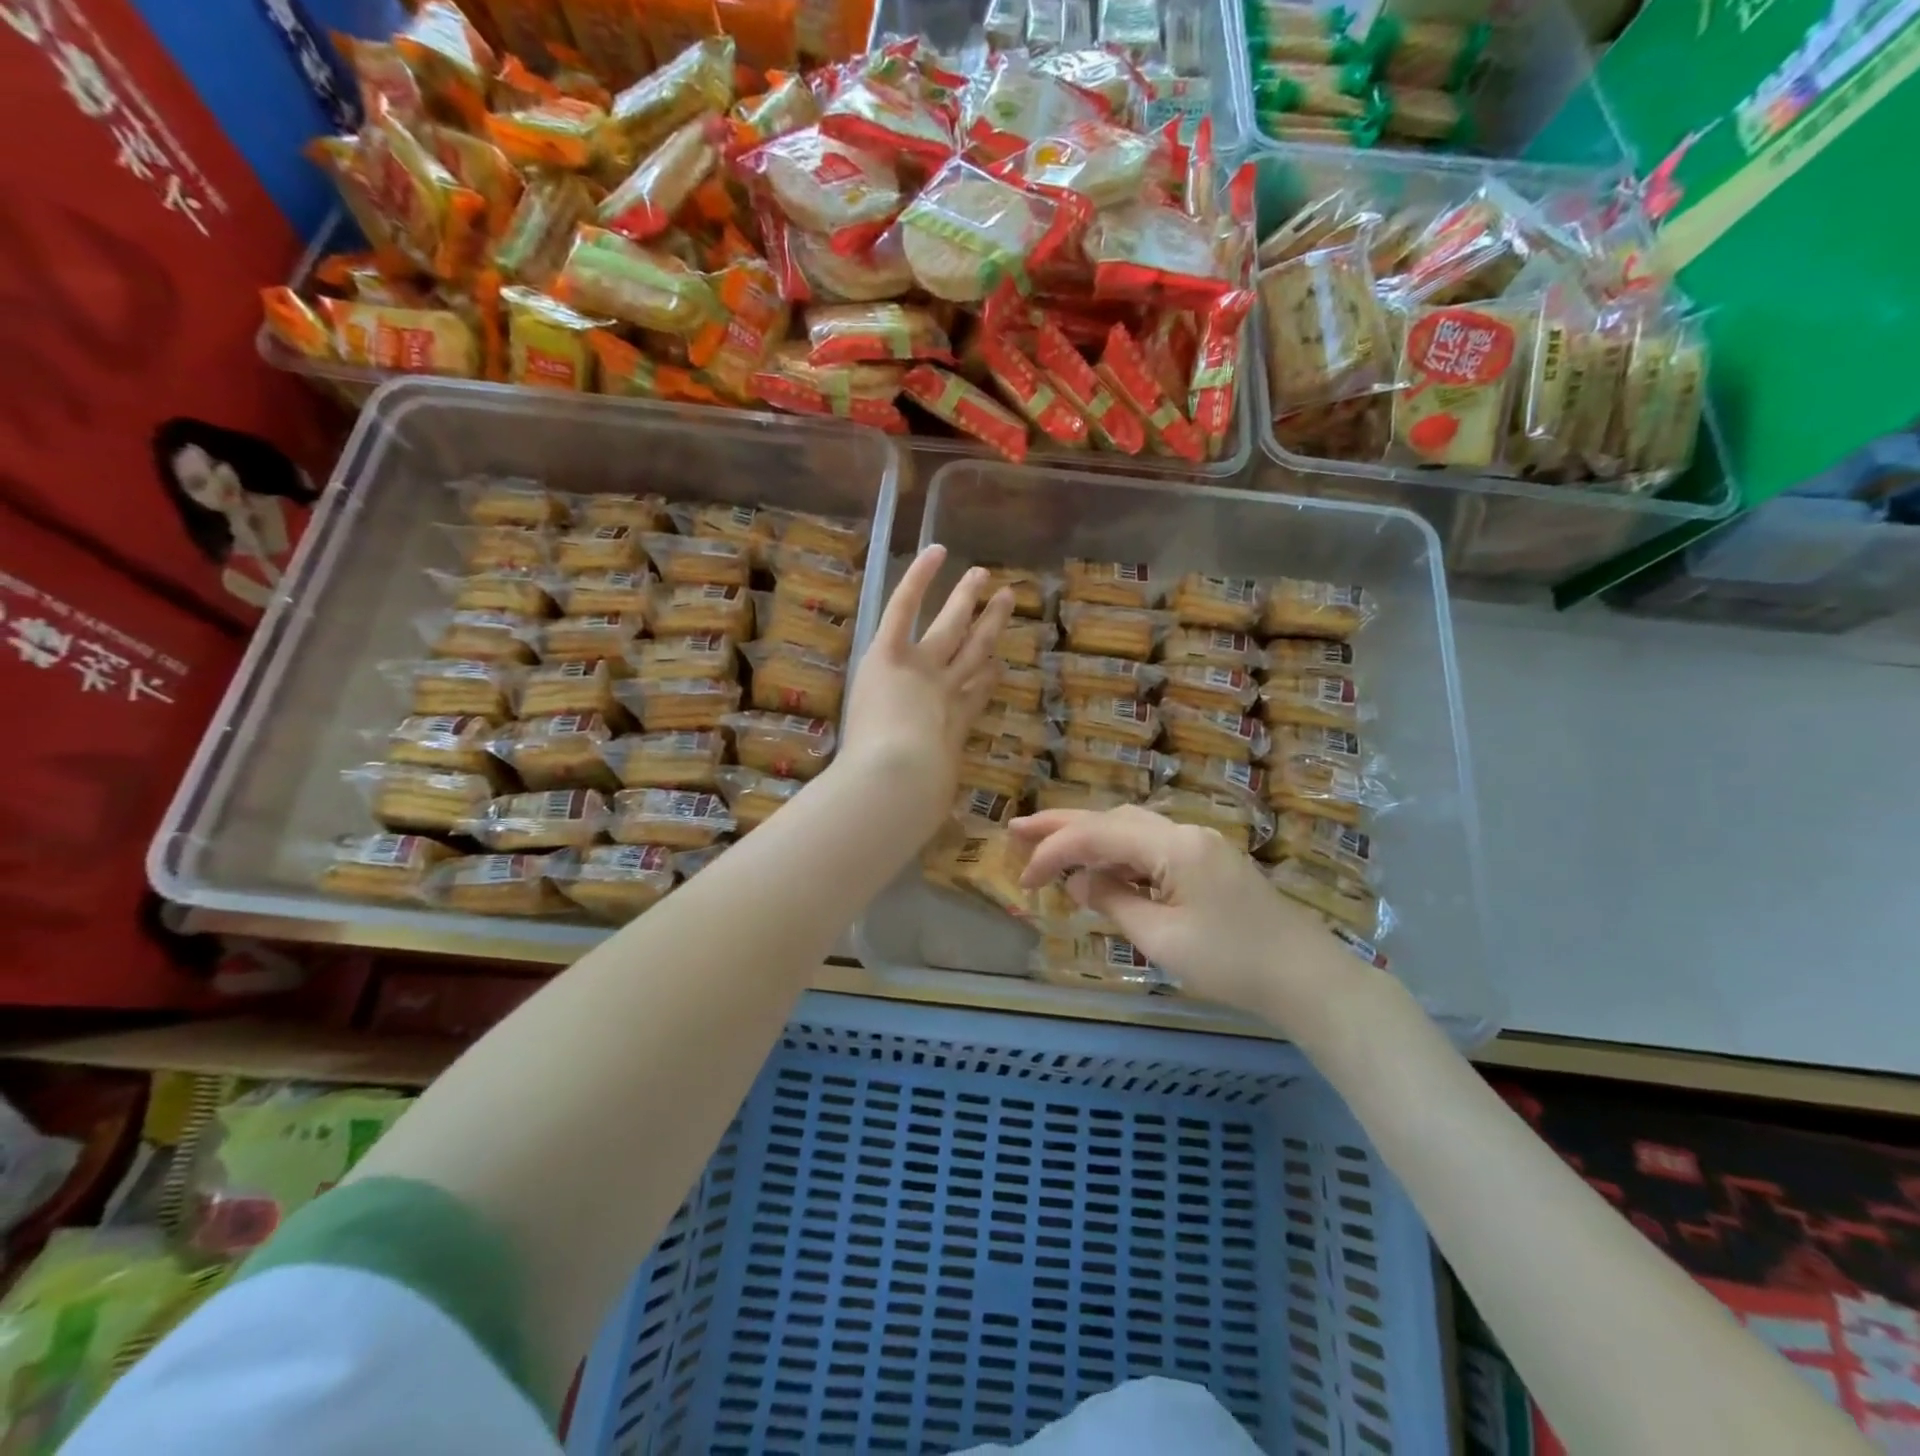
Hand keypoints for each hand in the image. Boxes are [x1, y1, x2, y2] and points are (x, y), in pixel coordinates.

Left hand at [839, 545, 1013, 838]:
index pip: (976, 693)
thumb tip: (929, 819)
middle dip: (990, 626)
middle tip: (1006, 599)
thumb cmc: (913, 801)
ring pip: (951, 626)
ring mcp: (924, 669)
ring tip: (982, 575)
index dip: (988, 674)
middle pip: (974, 652)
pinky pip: (906, 608)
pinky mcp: (893, 654)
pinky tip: (935, 553)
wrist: (897, 784)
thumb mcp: (929, 805)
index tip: (997, 661)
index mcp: (954, 727)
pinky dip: (919, 578)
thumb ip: (930, 800)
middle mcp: (947, 691)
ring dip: (966, 599)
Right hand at [1011, 805, 1361, 1029]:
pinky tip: (1101, 868)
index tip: (1025, 880)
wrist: (1307, 978)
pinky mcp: (1208, 862)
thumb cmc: (1232, 963)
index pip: (1097, 836)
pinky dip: (1117, 853)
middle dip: (1062, 824)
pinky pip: (1150, 846)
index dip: (1054, 852)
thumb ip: (1114, 902)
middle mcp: (1184, 832)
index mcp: (1173, 845)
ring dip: (1089, 836)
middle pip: (1111, 819)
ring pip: (1130, 828)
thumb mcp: (1162, 939)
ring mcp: (1199, 844)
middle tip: (1016, 829)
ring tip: (1049, 846)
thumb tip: (1081, 882)